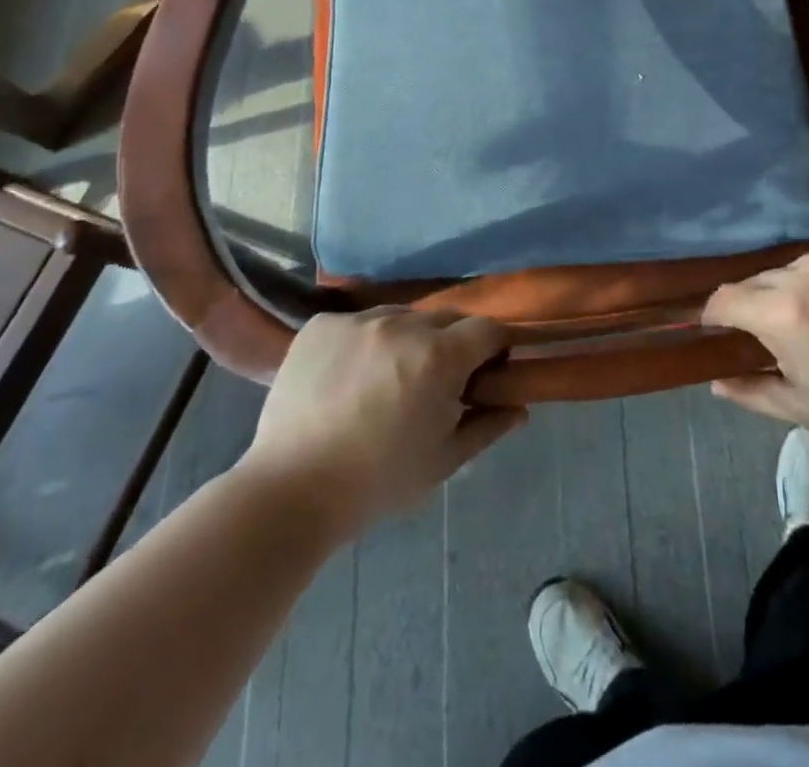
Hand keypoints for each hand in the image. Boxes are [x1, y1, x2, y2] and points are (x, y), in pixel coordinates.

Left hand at [236, 308, 525, 535]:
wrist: (289, 491)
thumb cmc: (377, 482)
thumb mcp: (443, 461)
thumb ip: (487, 426)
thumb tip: (519, 408)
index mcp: (440, 356)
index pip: (489, 330)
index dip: (495, 349)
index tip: (485, 373)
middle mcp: (403, 324)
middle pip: (446, 320)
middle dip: (451, 345)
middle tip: (434, 383)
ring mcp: (358, 320)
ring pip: (401, 317)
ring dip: (406, 340)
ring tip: (386, 379)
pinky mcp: (322, 324)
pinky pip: (358, 322)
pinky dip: (363, 342)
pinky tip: (348, 377)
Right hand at [702, 239, 808, 449]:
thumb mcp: (803, 408)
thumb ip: (750, 391)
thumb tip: (714, 380)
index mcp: (784, 312)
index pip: (725, 298)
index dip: (715, 315)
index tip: (720, 329)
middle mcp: (806, 271)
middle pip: (759, 279)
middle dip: (758, 305)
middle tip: (779, 333)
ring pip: (795, 266)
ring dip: (795, 288)